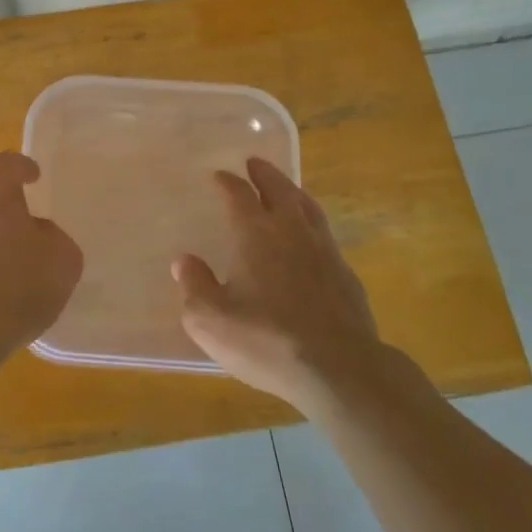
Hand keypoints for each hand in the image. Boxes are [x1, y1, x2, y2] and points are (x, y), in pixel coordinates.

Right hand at [174, 158, 382, 410]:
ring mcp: (324, 250)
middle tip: (255, 163)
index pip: (239, 195)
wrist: (338, 368)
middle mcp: (292, 230)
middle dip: (265, 174)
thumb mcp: (211, 319)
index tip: (219, 175)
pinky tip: (311, 239)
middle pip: (279, 189)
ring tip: (286, 189)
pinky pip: (325, 235)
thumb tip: (185, 262)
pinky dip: (312, 225)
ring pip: (308, 207)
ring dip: (293, 192)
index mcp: (256, 233)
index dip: (227, 182)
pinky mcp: (346, 274)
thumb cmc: (265, 339)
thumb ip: (195, 286)